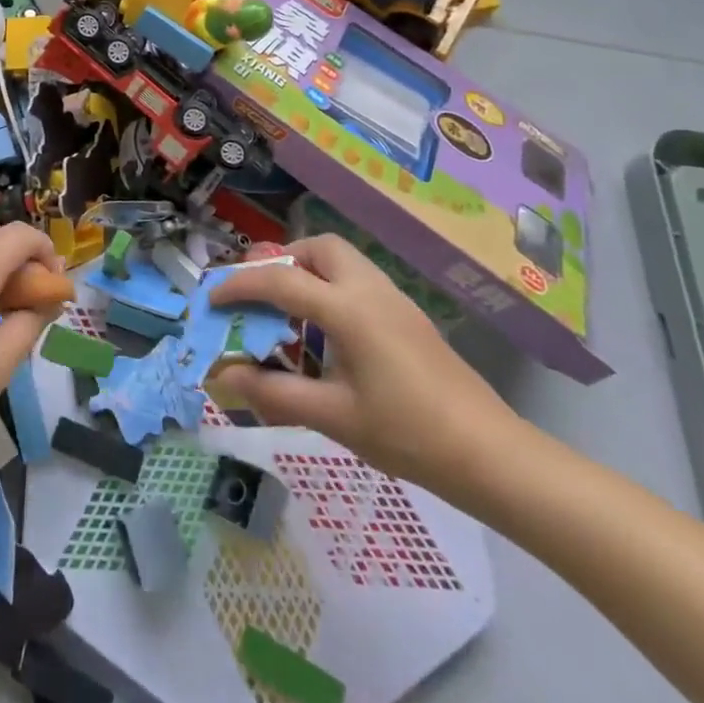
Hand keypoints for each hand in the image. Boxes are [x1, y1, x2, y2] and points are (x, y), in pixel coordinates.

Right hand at [207, 235, 519, 495]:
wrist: (491, 455)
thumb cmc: (408, 434)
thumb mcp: (334, 416)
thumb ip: (274, 392)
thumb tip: (225, 376)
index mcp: (347, 308)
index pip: (280, 280)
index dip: (239, 286)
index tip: (212, 300)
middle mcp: (369, 289)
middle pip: (318, 248)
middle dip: (282, 261)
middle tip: (261, 295)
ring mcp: (394, 298)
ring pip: (342, 259)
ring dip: (308, 271)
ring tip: (289, 311)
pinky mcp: (408, 315)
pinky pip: (358, 279)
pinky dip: (330, 287)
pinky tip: (328, 331)